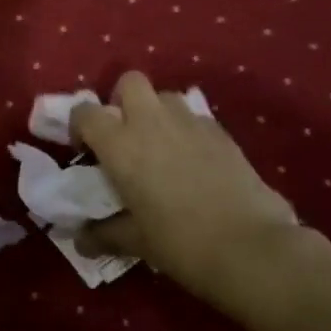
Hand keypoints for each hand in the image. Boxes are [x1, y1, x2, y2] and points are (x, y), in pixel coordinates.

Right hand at [72, 71, 301, 313]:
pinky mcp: (221, 131)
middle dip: (122, 101)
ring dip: (157, 113)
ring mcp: (190, 122)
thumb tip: (80, 239)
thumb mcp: (136, 242)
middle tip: (126, 135)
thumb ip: (103, 233)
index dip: (80, 127)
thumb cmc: (181, 244)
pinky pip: (195, 117)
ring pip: (165, 96)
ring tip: (162, 147)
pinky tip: (195, 162)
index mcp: (121, 144)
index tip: (88, 152)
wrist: (251, 248)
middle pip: (130, 82)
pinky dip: (187, 130)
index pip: (85, 112)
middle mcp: (151, 121)